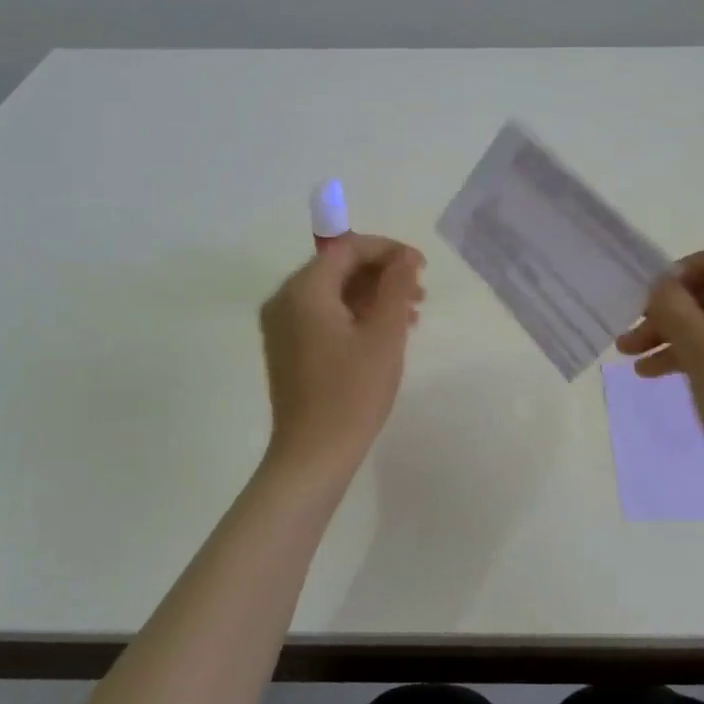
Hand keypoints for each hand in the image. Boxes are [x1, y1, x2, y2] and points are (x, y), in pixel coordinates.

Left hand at [259, 234, 425, 477]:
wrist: (313, 455)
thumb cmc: (352, 392)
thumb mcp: (384, 334)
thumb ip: (396, 286)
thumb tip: (405, 257)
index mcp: (304, 290)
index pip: (347, 248)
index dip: (388, 250)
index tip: (421, 266)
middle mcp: (285, 300)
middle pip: (338, 268)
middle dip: (382, 275)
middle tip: (420, 294)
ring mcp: (282, 326)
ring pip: (333, 293)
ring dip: (372, 296)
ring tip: (411, 317)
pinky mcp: (288, 349)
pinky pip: (323, 316)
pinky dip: (355, 316)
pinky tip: (385, 335)